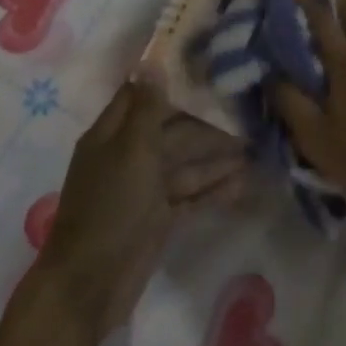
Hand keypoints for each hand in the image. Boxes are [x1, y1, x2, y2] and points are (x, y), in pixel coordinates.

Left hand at [38, 77, 248, 335]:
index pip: (143, 95)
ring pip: (186, 164)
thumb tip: (152, 60)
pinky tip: (244, 182)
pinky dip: (214, 189)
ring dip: (217, 157)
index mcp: (112, 135)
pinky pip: (190, 195)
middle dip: (207, 123)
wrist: (89, 285)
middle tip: (249, 113)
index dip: (172, 80)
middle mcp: (128, 156)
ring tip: (256, 147)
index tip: (210, 65)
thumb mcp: (131, 151)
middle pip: (172, 130)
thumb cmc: (110, 209)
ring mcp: (144, 189)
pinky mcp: (159, 218)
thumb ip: (148, 109)